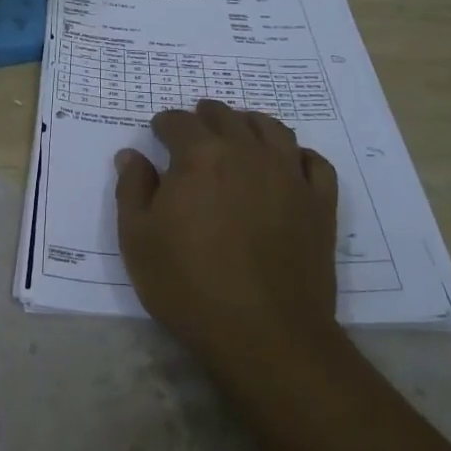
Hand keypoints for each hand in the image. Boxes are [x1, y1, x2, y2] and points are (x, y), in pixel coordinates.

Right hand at [115, 100, 341, 368]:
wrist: (265, 333)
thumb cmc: (189, 285)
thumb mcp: (138, 239)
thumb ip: (132, 189)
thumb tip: (131, 154)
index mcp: (200, 155)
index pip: (179, 122)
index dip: (165, 123)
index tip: (158, 131)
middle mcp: (247, 152)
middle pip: (226, 117)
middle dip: (205, 117)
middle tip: (195, 126)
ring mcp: (289, 174)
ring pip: (272, 129)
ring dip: (250, 123)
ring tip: (240, 130)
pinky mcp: (319, 202)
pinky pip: (314, 161)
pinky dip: (297, 154)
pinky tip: (289, 162)